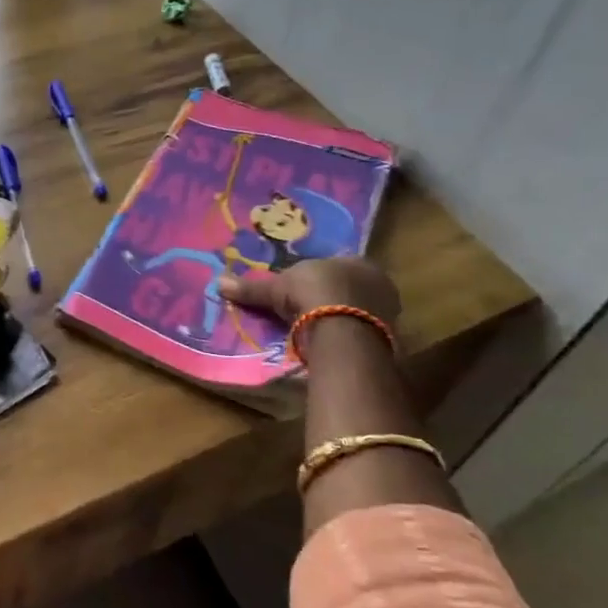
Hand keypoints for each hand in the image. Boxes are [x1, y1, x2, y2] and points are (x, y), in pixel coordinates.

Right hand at [219, 257, 400, 331]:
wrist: (345, 329)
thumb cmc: (314, 293)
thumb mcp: (277, 288)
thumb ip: (252, 288)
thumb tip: (218, 283)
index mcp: (357, 261)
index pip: (338, 265)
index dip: (320, 277)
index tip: (303, 289)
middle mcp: (379, 282)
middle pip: (350, 289)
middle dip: (332, 299)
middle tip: (307, 311)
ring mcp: (388, 313)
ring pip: (359, 313)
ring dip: (340, 321)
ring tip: (315, 332)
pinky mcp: (389, 340)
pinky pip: (362, 335)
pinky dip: (347, 339)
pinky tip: (330, 346)